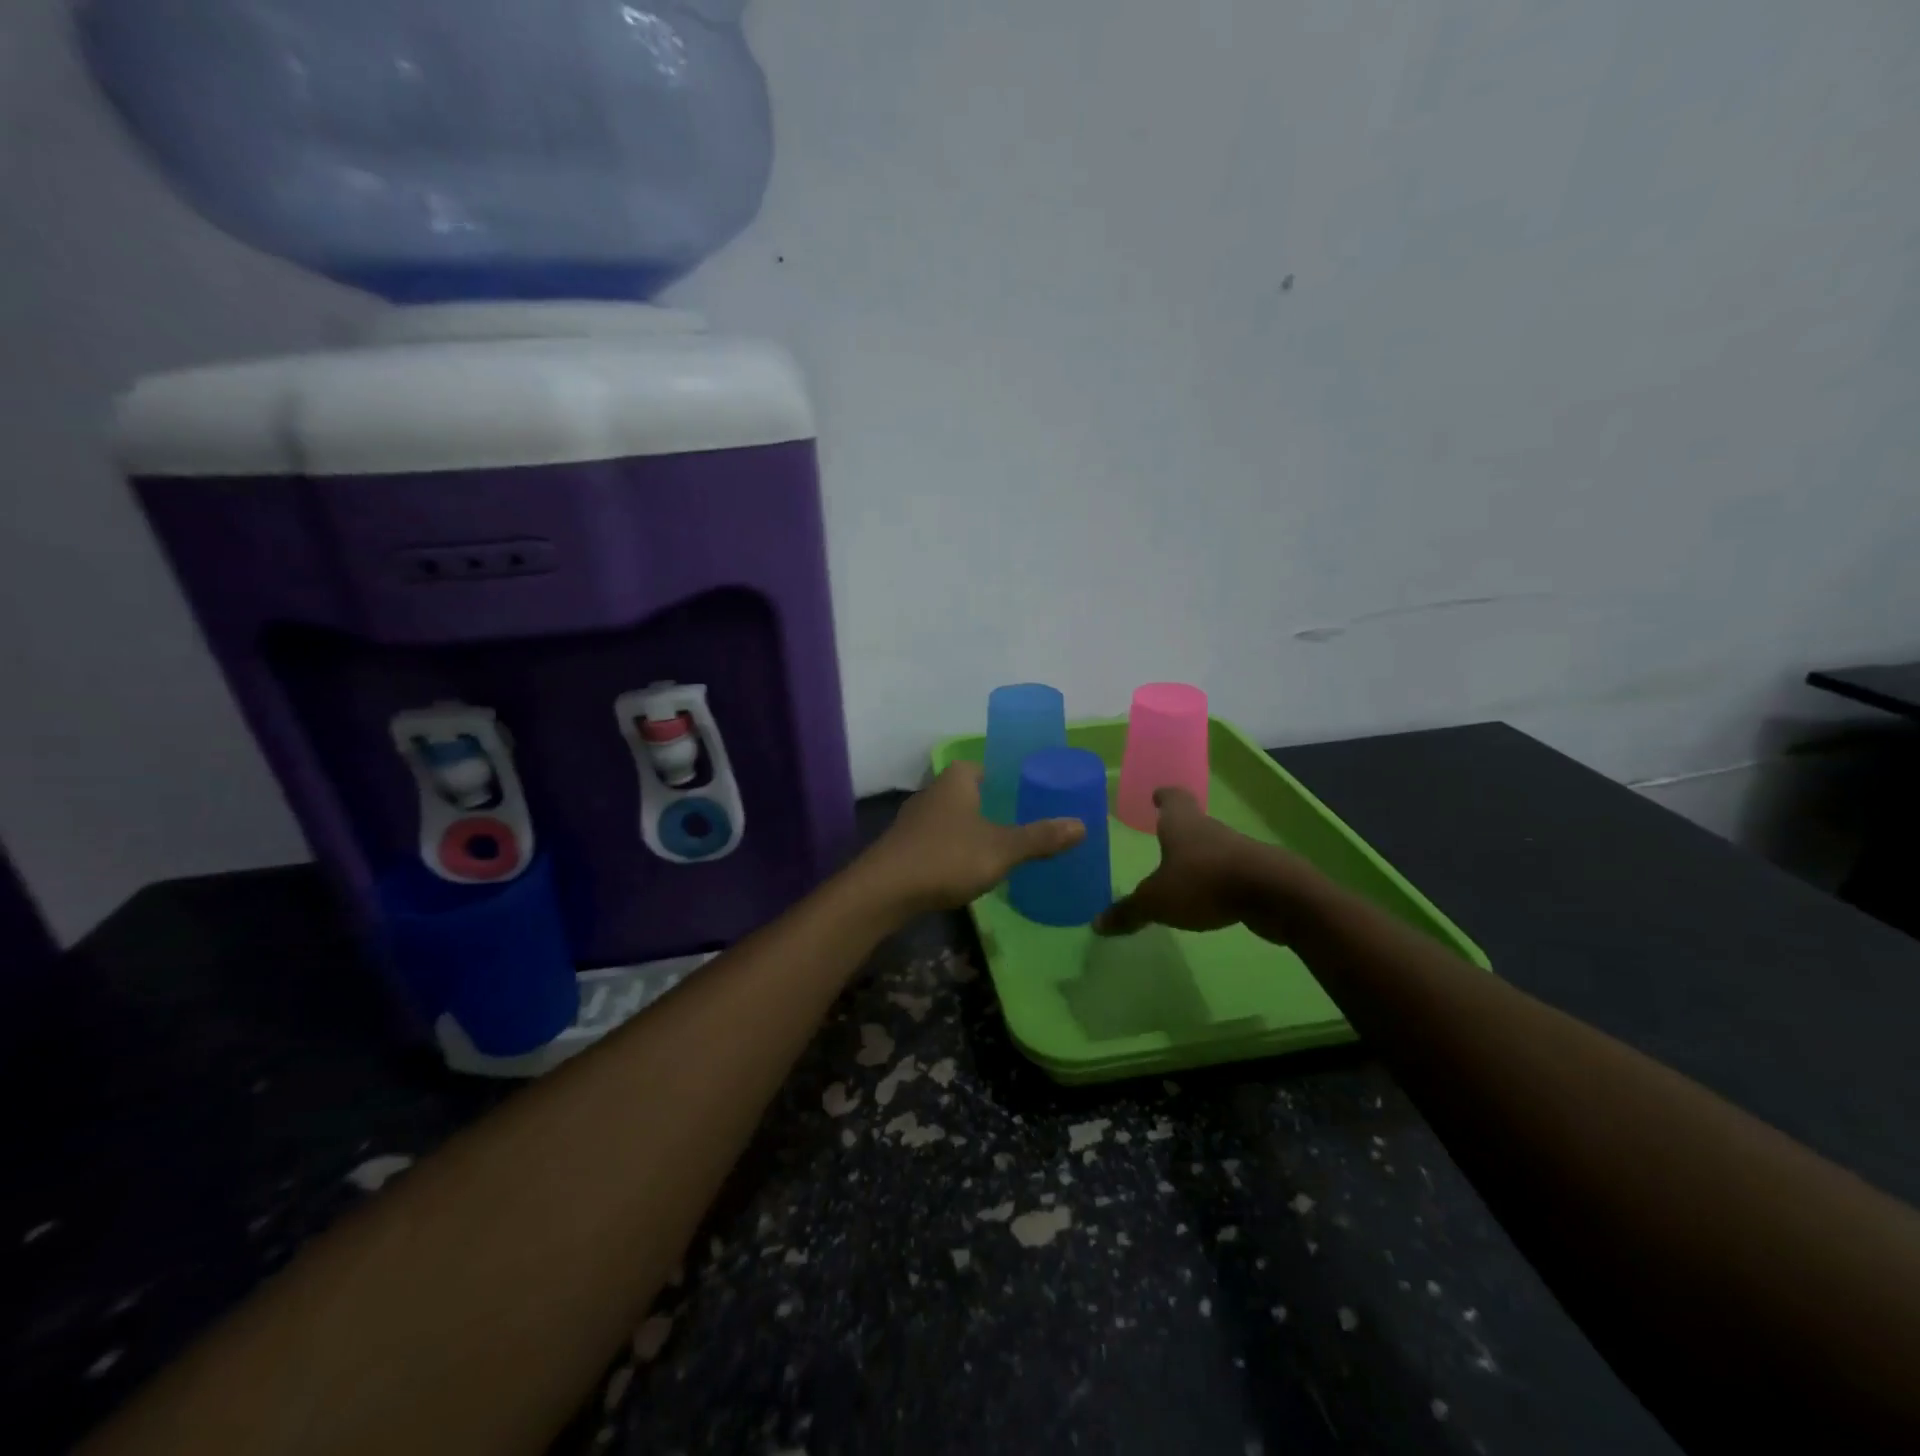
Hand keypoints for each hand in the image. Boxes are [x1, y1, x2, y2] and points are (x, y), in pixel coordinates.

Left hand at [861, 762, 1085, 915]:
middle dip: (990, 805)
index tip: (1026, 795)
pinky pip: (936, 840)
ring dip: (969, 828)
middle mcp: (933, 792)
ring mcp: (914, 819)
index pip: (983, 766)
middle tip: (1020, 822)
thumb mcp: (1002, 849)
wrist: (885, 890)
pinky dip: (952, 848)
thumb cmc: (948, 857)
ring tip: (997, 847)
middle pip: (967, 791)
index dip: (1005, 778)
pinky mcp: (903, 846)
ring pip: (950, 817)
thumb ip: (1040, 838)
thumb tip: (1081, 824)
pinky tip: (965, 868)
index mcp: (957, 780)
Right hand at [1094, 787, 1281, 936]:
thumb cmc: (1204, 882)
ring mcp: (1236, 849)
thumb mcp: (1157, 901)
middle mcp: (1209, 829)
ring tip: (1181, 872)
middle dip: (1177, 830)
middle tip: (1161, 837)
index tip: (1157, 795)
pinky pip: (1229, 871)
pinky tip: (1209, 896)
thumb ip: (1129, 911)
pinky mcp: (1256, 873)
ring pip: (1211, 847)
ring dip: (1198, 857)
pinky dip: (1217, 879)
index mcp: (1182, 824)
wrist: (1274, 894)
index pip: (1172, 798)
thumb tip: (1097, 924)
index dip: (1163, 796)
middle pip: (1192, 822)